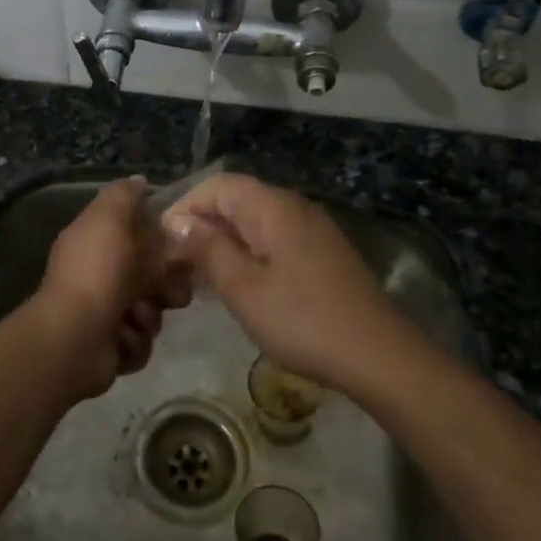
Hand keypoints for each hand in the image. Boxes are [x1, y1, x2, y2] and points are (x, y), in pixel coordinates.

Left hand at [32, 177, 192, 394]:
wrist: (75, 339)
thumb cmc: (95, 274)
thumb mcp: (108, 219)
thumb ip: (124, 196)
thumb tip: (139, 180)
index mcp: (96, 243)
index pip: (139, 234)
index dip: (163, 239)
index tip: (181, 245)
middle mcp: (100, 275)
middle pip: (153, 275)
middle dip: (166, 284)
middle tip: (168, 292)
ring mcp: (104, 313)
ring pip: (152, 310)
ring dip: (149, 315)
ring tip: (135, 317)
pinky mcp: (111, 347)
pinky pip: (141, 341)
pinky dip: (134, 341)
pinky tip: (121, 339)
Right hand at [163, 174, 419, 395]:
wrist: (378, 356)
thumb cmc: (302, 320)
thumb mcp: (243, 288)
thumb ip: (207, 249)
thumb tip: (180, 222)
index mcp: (273, 207)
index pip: (217, 185)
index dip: (185, 206)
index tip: (163, 242)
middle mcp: (294, 207)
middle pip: (237, 199)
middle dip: (202, 224)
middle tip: (176, 263)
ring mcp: (313, 229)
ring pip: (255, 221)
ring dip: (224, 241)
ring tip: (200, 276)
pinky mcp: (324, 253)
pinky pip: (275, 238)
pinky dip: (249, 252)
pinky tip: (240, 284)